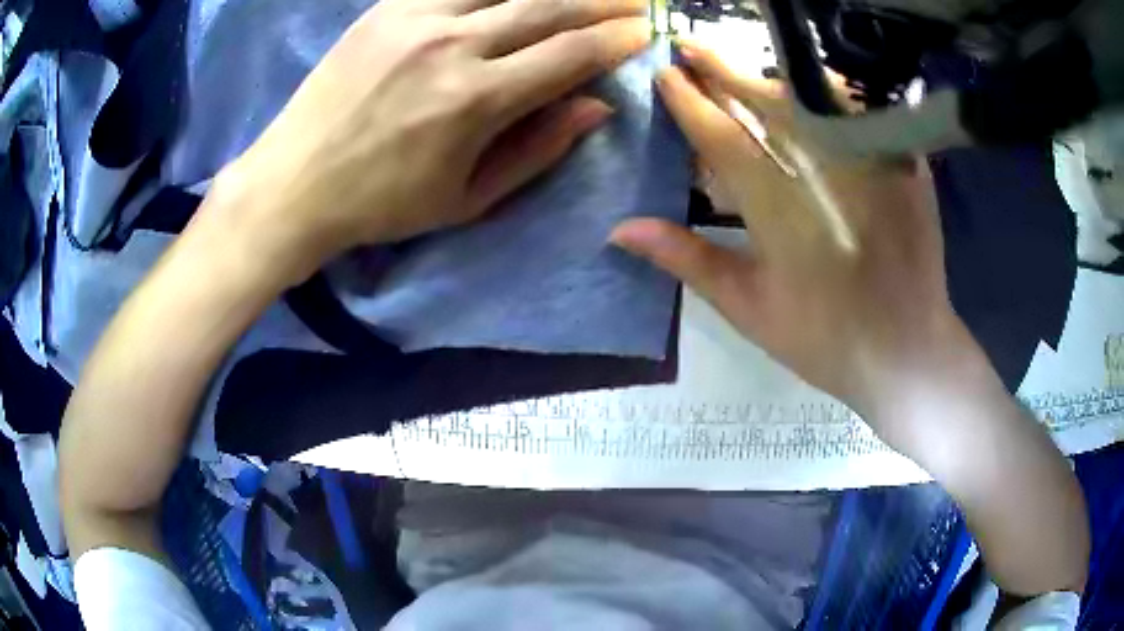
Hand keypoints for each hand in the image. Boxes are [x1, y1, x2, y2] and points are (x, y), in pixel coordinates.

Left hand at [208, 0, 648, 283]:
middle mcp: (453, 45)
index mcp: (476, 100)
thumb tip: (597, 107)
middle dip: (602, 1)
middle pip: (547, 7)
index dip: (616, 39)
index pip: (571, 54)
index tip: (646, 31)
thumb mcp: (468, 198)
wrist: (295, 183)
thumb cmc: (382, 204)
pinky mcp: (385, 10)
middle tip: (633, 1)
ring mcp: (415, 20)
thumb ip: (538, 149)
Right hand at [611, 41, 960, 429]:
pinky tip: (804, 89)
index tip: (665, 76)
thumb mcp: (749, 308)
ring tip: (738, 65)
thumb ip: (687, 259)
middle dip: (723, 70)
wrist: (907, 350)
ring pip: (813, 100)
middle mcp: (827, 175)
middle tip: (689, 46)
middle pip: (768, 104)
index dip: (691, 104)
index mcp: (782, 213)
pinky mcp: (903, 165)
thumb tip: (620, 229)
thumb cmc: (825, 340)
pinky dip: (826, 93)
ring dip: (769, 76)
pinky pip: (859, 111)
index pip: (725, 140)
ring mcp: (871, 165)